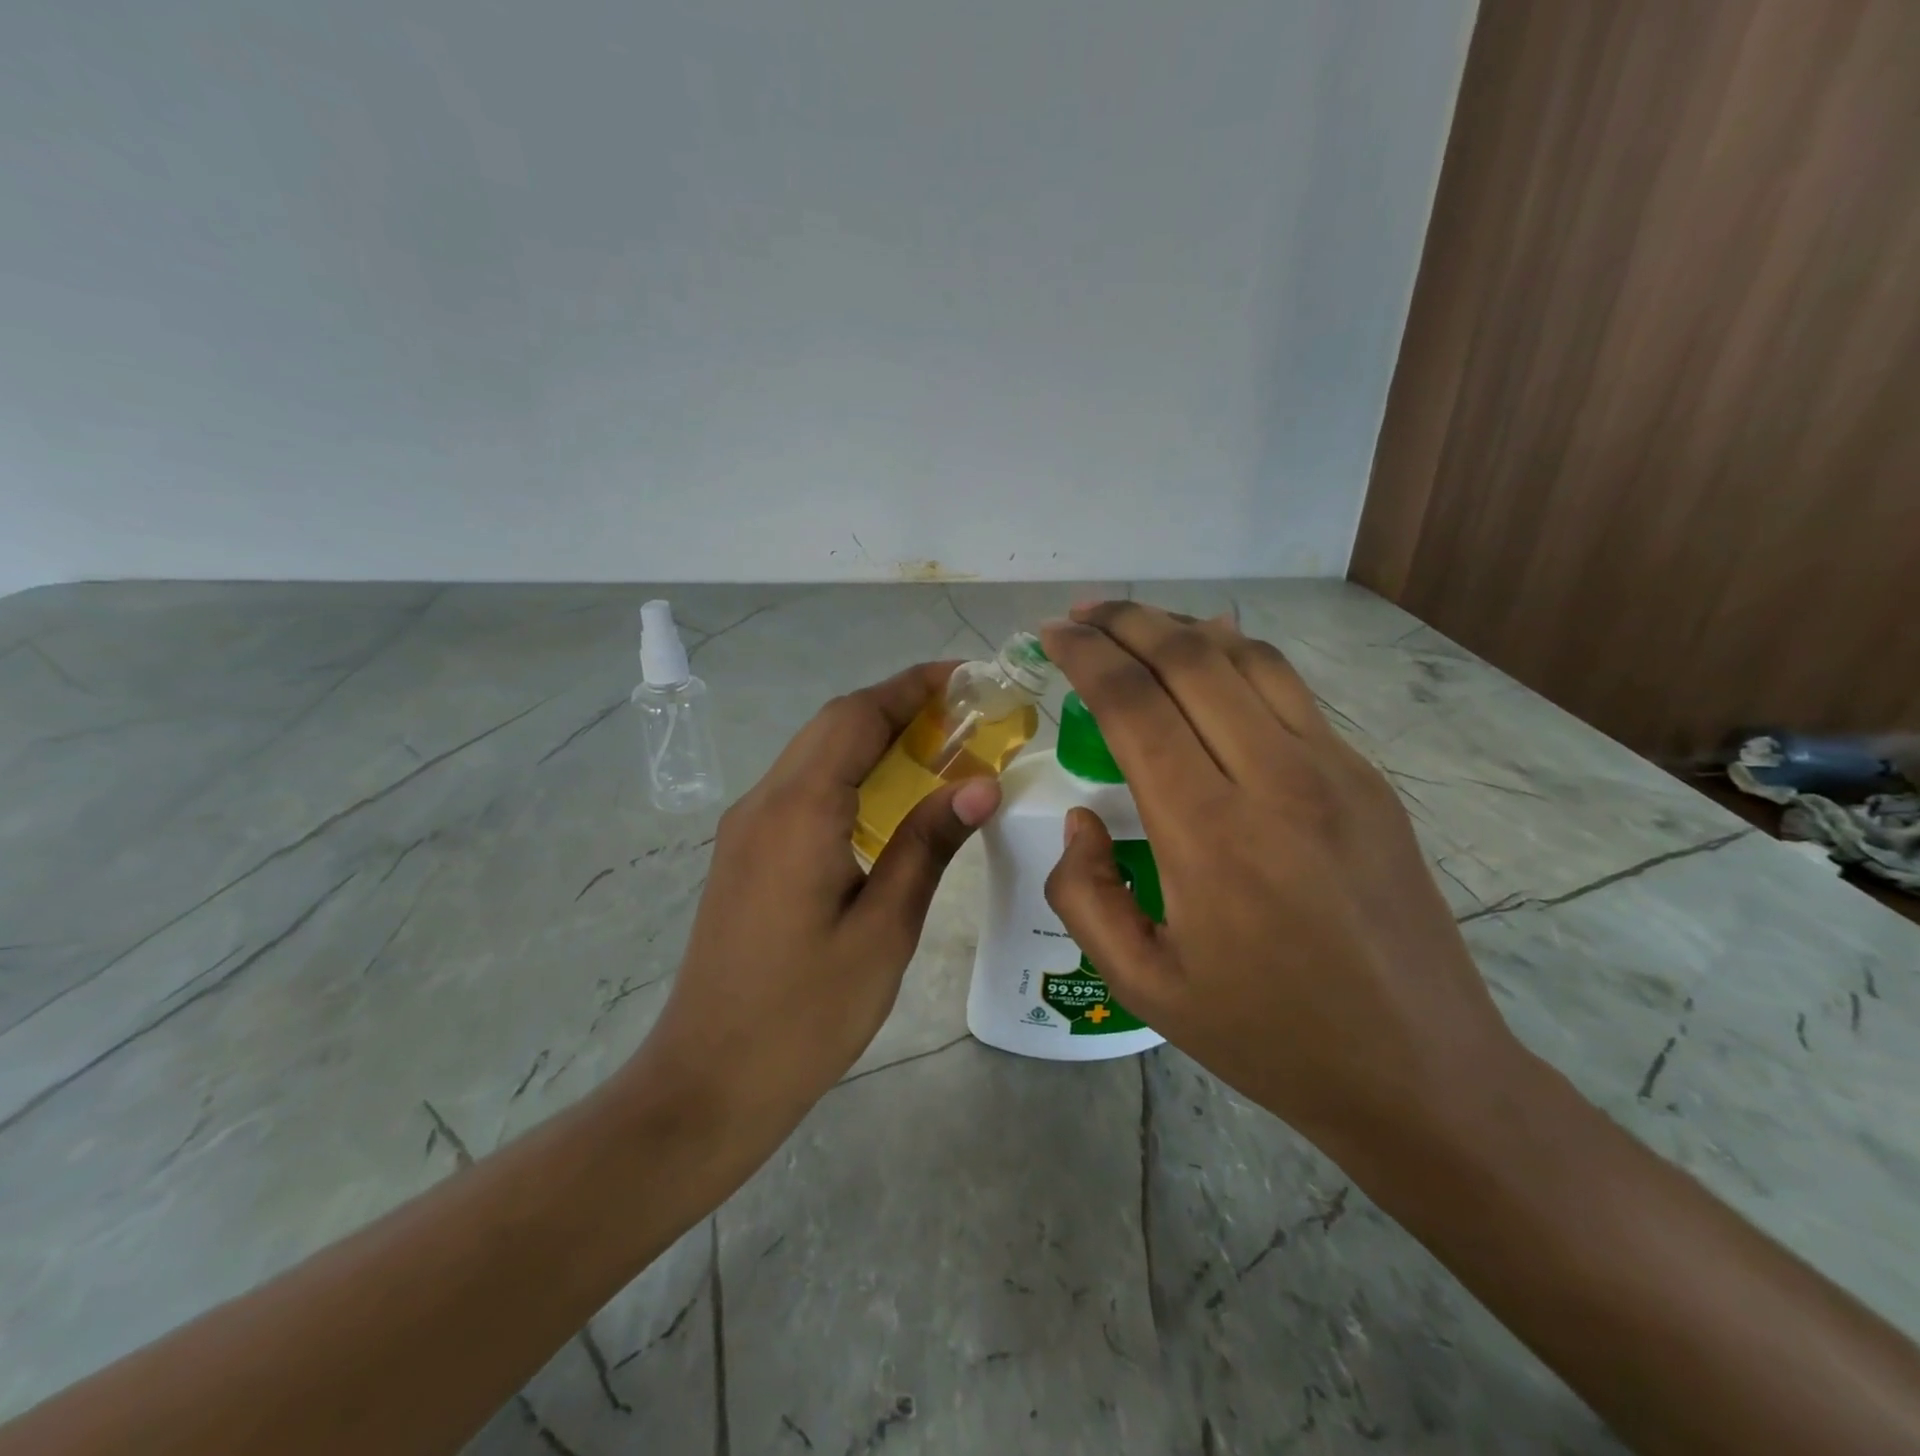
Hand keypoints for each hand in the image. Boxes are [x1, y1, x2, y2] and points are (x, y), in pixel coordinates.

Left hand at [627, 661, 1000, 1151]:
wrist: (709, 1081)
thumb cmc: (805, 1014)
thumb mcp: (883, 929)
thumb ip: (927, 845)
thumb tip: (979, 783)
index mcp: (798, 812)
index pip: (857, 717)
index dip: (912, 687)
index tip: (966, 678)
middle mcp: (763, 803)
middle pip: (833, 725)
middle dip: (898, 705)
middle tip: (965, 715)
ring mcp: (746, 828)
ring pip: (815, 754)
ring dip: (873, 737)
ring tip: (938, 748)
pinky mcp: (745, 853)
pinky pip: (802, 788)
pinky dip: (849, 772)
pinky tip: (888, 800)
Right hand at [1038, 602, 1520, 1152]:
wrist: (1420, 1072)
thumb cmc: (1268, 1036)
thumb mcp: (1142, 986)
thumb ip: (1086, 895)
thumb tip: (1083, 819)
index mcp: (1210, 836)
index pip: (1135, 705)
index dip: (1086, 656)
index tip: (1052, 635)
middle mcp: (1275, 781)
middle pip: (1192, 659)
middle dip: (1128, 621)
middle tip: (1083, 614)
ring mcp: (1334, 772)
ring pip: (1250, 659)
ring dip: (1184, 628)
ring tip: (1138, 626)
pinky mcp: (1367, 779)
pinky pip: (1291, 692)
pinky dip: (1237, 658)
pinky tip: (1210, 664)